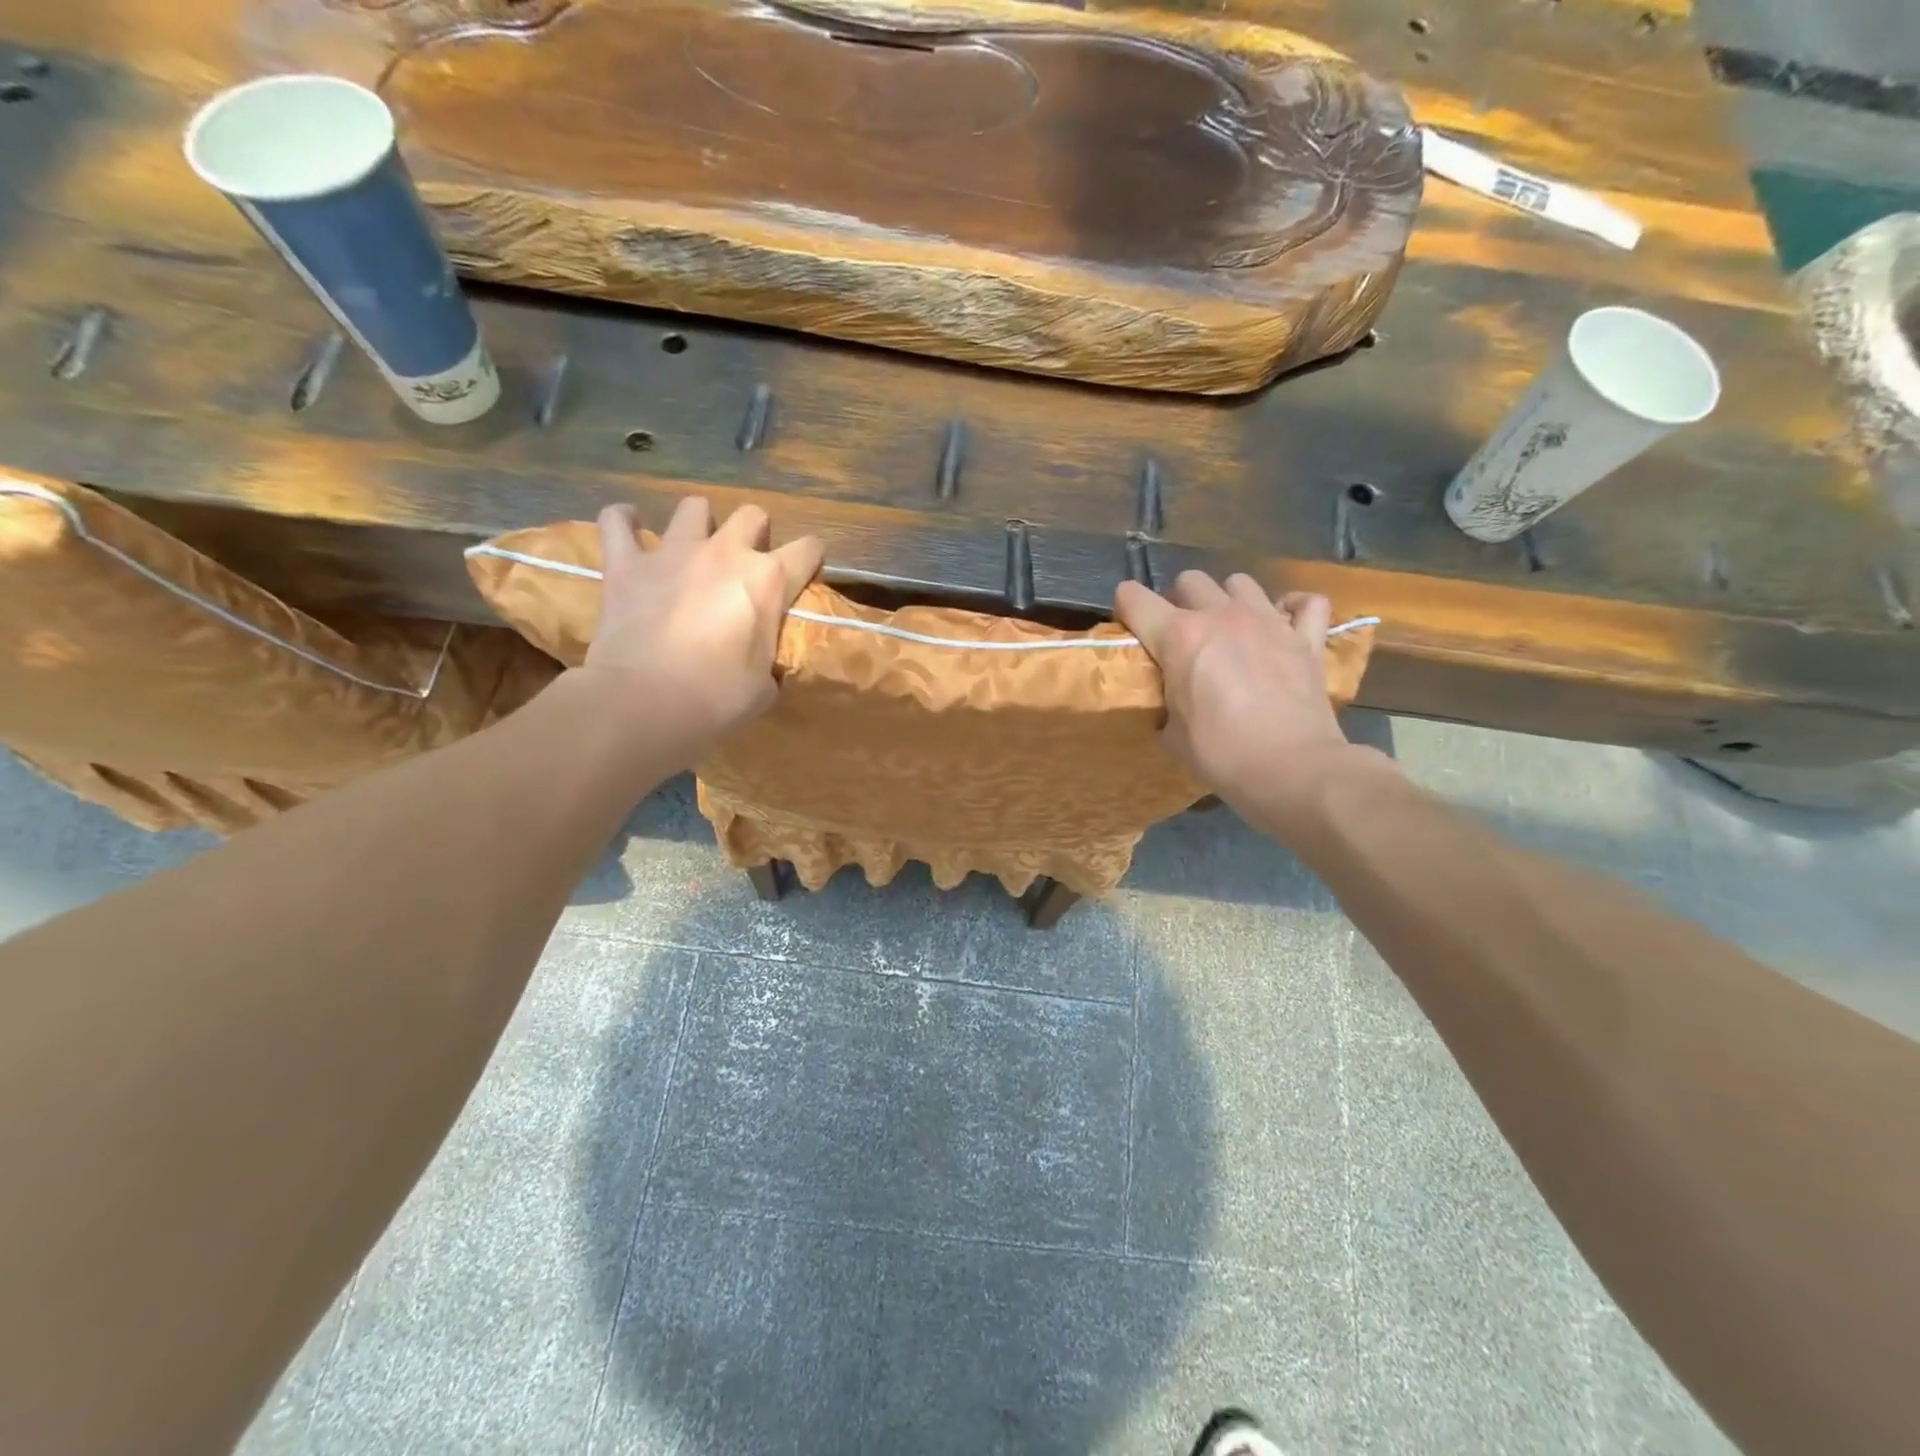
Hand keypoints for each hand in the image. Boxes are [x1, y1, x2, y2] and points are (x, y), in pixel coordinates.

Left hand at [581, 497, 821, 757]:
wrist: (645, 702)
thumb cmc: (717, 699)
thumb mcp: (764, 687)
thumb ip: (769, 662)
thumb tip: (764, 668)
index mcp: (768, 581)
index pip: (808, 550)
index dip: (810, 560)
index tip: (805, 573)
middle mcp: (725, 552)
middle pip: (751, 516)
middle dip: (755, 534)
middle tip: (746, 564)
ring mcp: (672, 552)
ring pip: (693, 507)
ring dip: (699, 523)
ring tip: (694, 547)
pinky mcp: (626, 563)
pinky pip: (617, 521)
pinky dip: (624, 521)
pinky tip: (629, 527)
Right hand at [1116, 572, 1377, 833]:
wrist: (1292, 769)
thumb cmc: (1221, 754)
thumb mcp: (1172, 735)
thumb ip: (1166, 705)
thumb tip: (1171, 707)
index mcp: (1178, 636)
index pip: (1134, 598)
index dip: (1125, 609)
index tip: (1130, 629)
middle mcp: (1221, 616)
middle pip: (1189, 580)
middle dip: (1179, 601)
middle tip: (1181, 635)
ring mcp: (1269, 621)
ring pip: (1240, 582)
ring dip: (1228, 600)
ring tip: (1230, 629)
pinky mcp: (1307, 639)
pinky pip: (1306, 603)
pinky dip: (1294, 609)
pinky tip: (1285, 624)